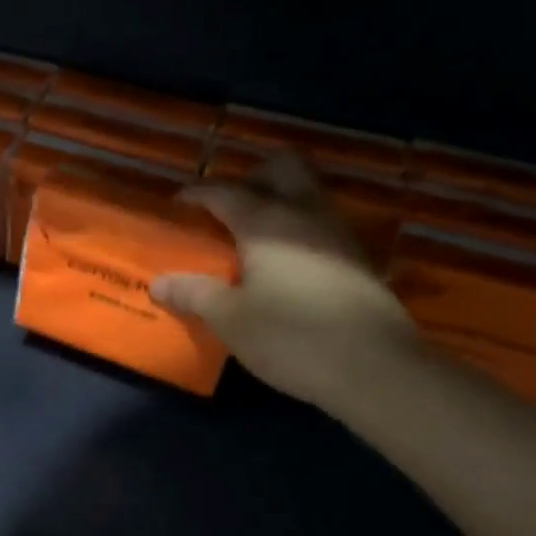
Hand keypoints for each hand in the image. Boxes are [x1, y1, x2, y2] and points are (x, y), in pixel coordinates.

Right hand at [152, 152, 416, 408]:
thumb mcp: (230, 320)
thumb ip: (194, 294)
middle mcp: (306, 215)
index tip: (177, 204)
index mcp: (266, 222)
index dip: (197, 193)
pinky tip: (287, 267)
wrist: (376, 369)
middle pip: (284, 167)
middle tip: (229, 208)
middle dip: (253, 176)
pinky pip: (323, 227)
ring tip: (253, 239)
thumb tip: (159, 283)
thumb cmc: (291, 337)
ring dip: (281, 203)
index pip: (225, 191)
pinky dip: (300, 233)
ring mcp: (339, 235)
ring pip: (309, 195)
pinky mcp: (361, 261)